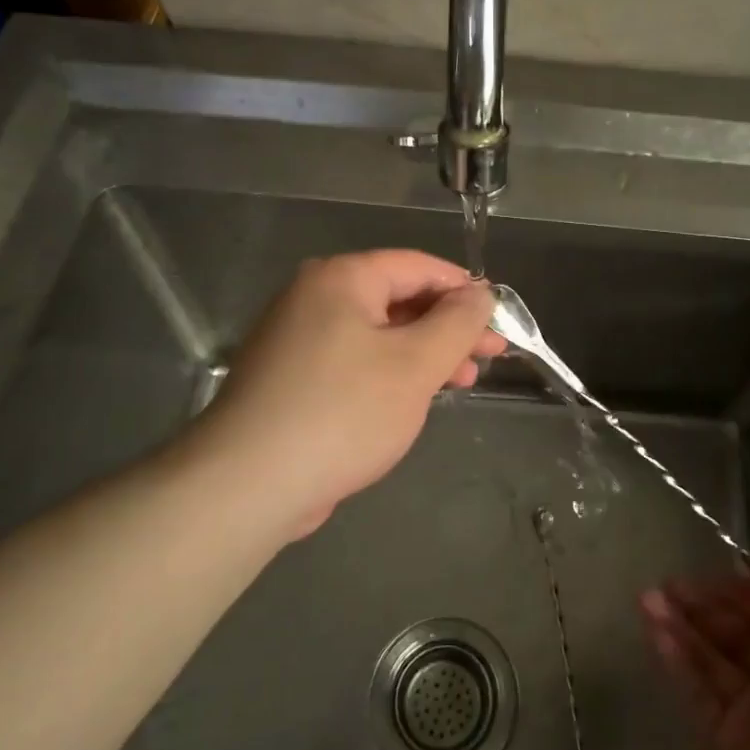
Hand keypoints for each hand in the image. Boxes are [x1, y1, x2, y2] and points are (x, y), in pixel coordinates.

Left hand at [186, 251, 502, 535]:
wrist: (249, 482)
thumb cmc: (343, 412)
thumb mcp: (415, 364)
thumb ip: (457, 323)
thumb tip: (479, 294)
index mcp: (341, 279)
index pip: (417, 266)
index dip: (464, 289)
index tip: (500, 319)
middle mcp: (315, 297)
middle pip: (398, 299)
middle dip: (448, 328)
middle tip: (490, 356)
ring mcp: (298, 339)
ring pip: (378, 334)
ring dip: (424, 354)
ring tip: (462, 383)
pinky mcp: (292, 379)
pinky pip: (354, 362)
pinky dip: (390, 374)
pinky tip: (413, 399)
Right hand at [640, 559, 749, 749]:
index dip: (745, 591)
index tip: (716, 572)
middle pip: (739, 635)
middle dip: (704, 606)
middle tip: (668, 583)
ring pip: (712, 660)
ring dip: (680, 627)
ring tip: (646, 597)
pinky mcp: (728, 747)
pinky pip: (699, 694)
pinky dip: (675, 661)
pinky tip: (653, 629)